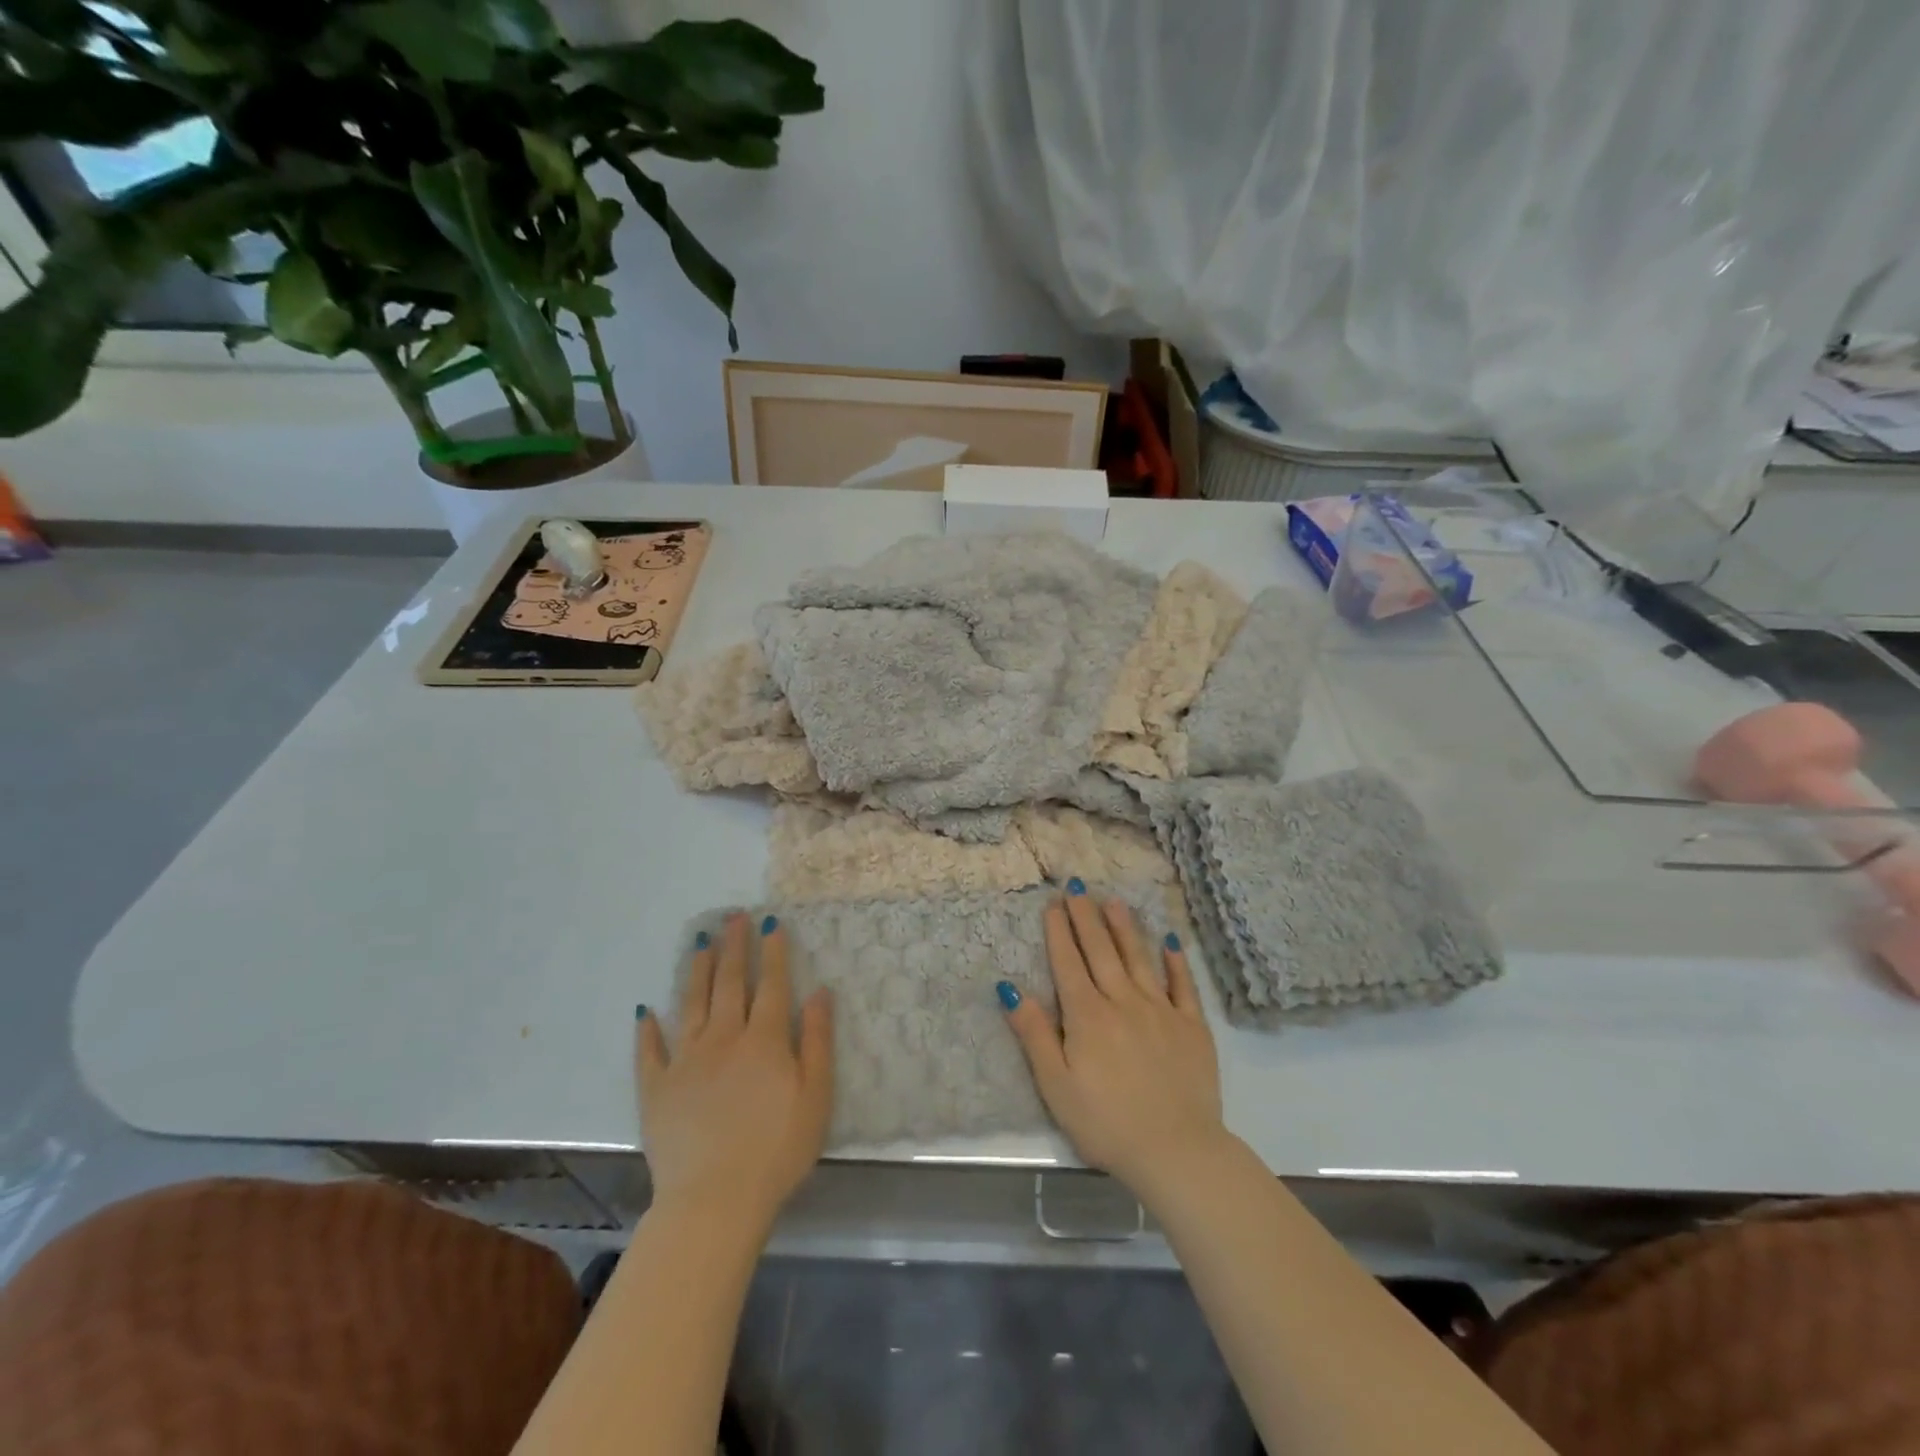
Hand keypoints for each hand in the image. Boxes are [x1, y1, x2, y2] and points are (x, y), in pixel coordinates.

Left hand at [638, 913, 832, 1224]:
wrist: (715, 1200)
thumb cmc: (778, 1149)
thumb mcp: (816, 1096)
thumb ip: (819, 1040)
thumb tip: (820, 991)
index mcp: (764, 1040)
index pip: (771, 984)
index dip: (773, 952)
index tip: (770, 923)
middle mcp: (723, 1038)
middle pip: (729, 983)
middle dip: (733, 947)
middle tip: (732, 916)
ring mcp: (686, 1061)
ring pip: (691, 1004)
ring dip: (696, 971)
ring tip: (699, 942)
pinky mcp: (657, 1089)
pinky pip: (650, 1052)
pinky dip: (647, 1030)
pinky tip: (645, 1011)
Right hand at [1000, 889, 1225, 1198]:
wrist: (1177, 1151)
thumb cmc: (1106, 1123)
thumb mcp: (1056, 1085)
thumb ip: (1034, 1033)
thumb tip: (1010, 987)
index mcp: (1088, 1015)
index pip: (1069, 963)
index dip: (1059, 931)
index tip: (1053, 903)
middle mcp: (1123, 1001)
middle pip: (1101, 951)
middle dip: (1086, 917)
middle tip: (1078, 887)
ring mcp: (1161, 1010)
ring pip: (1139, 958)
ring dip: (1125, 927)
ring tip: (1114, 901)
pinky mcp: (1192, 1026)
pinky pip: (1183, 985)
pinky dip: (1175, 961)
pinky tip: (1169, 940)